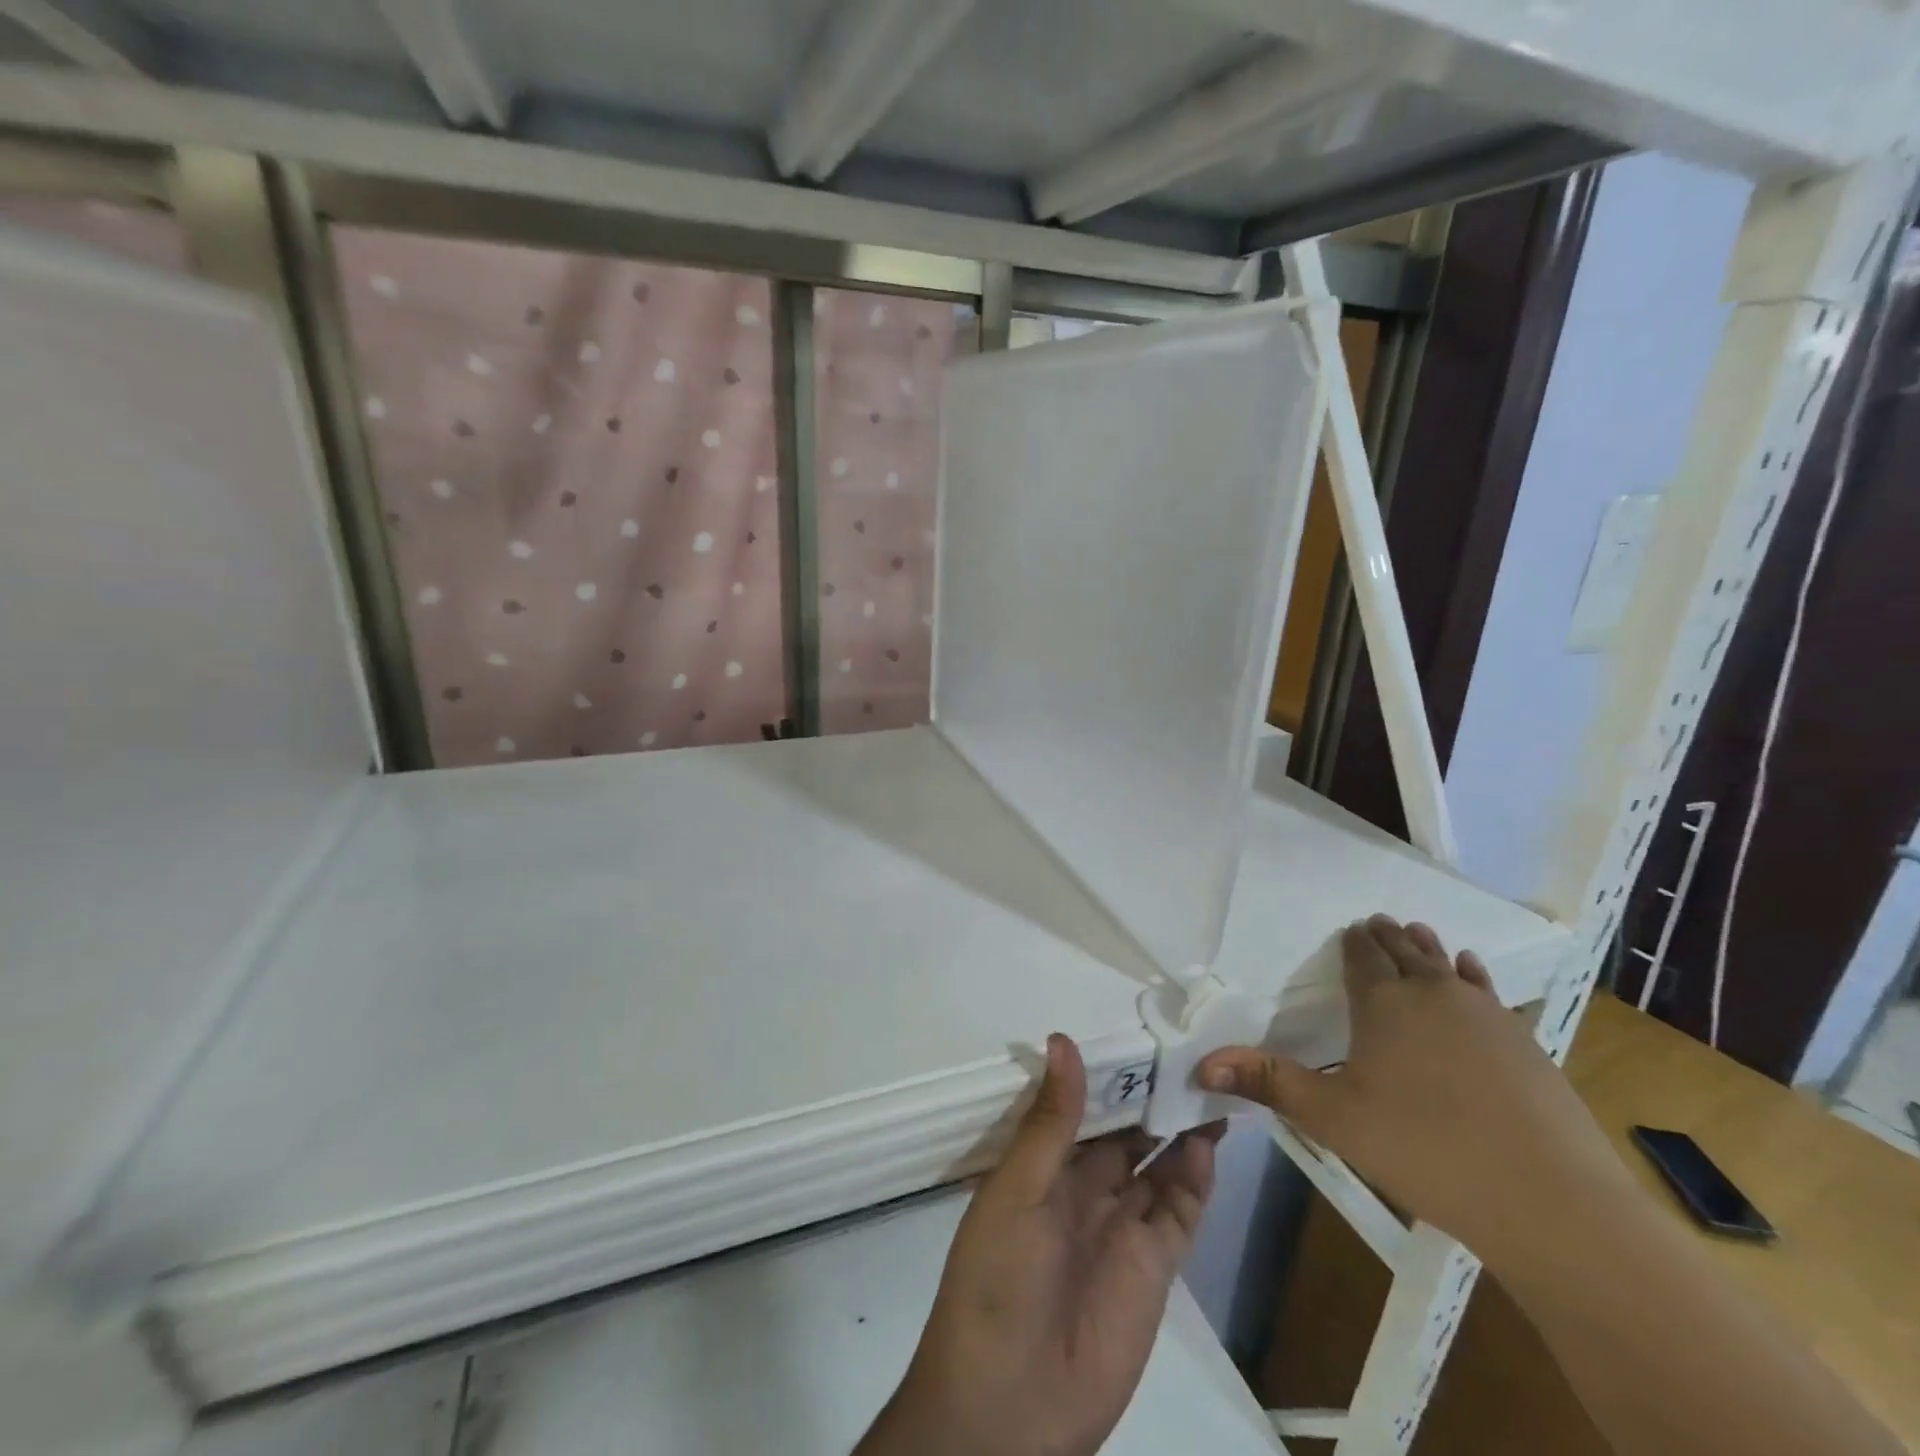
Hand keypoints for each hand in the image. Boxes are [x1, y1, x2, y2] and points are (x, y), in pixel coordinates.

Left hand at [858, 1034, 1221, 1455]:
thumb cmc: (997, 1279)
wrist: (1009, 1406)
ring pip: (1156, 1165)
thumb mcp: (1017, 1189)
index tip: (1140, 1035)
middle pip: (1124, 1132)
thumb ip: (1050, 1121)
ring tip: (1210, 1086)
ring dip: (1180, 1131)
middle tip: (1189, 1053)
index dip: (1109, 1074)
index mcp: (1042, 1166)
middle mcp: (1083, 1190)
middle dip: (1151, 1097)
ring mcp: (1120, 1227)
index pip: (1081, 1107)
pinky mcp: (1152, 1267)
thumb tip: (1063, 1040)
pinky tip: (1207, 1143)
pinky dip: (1194, 1178)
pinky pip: (1178, 1212)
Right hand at [1196, 915, 1631, 1267]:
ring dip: (1426, 946)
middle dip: (1386, 936)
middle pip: (1404, 952)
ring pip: (1446, 965)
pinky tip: (1471, 969)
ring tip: (1415, 929)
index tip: (1349, 927)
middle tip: (1376, 920)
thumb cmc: (1424, 1150)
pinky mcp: (1524, 1040)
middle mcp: (1432, 994)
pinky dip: (1473, 974)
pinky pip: (1488, 990)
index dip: (1353, 943)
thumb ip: (1268, 1083)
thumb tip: (1201, 1064)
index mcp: (1383, 1004)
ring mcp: (1485, 1014)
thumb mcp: (1333, 1118)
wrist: (1550, 1200)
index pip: (1362, 959)